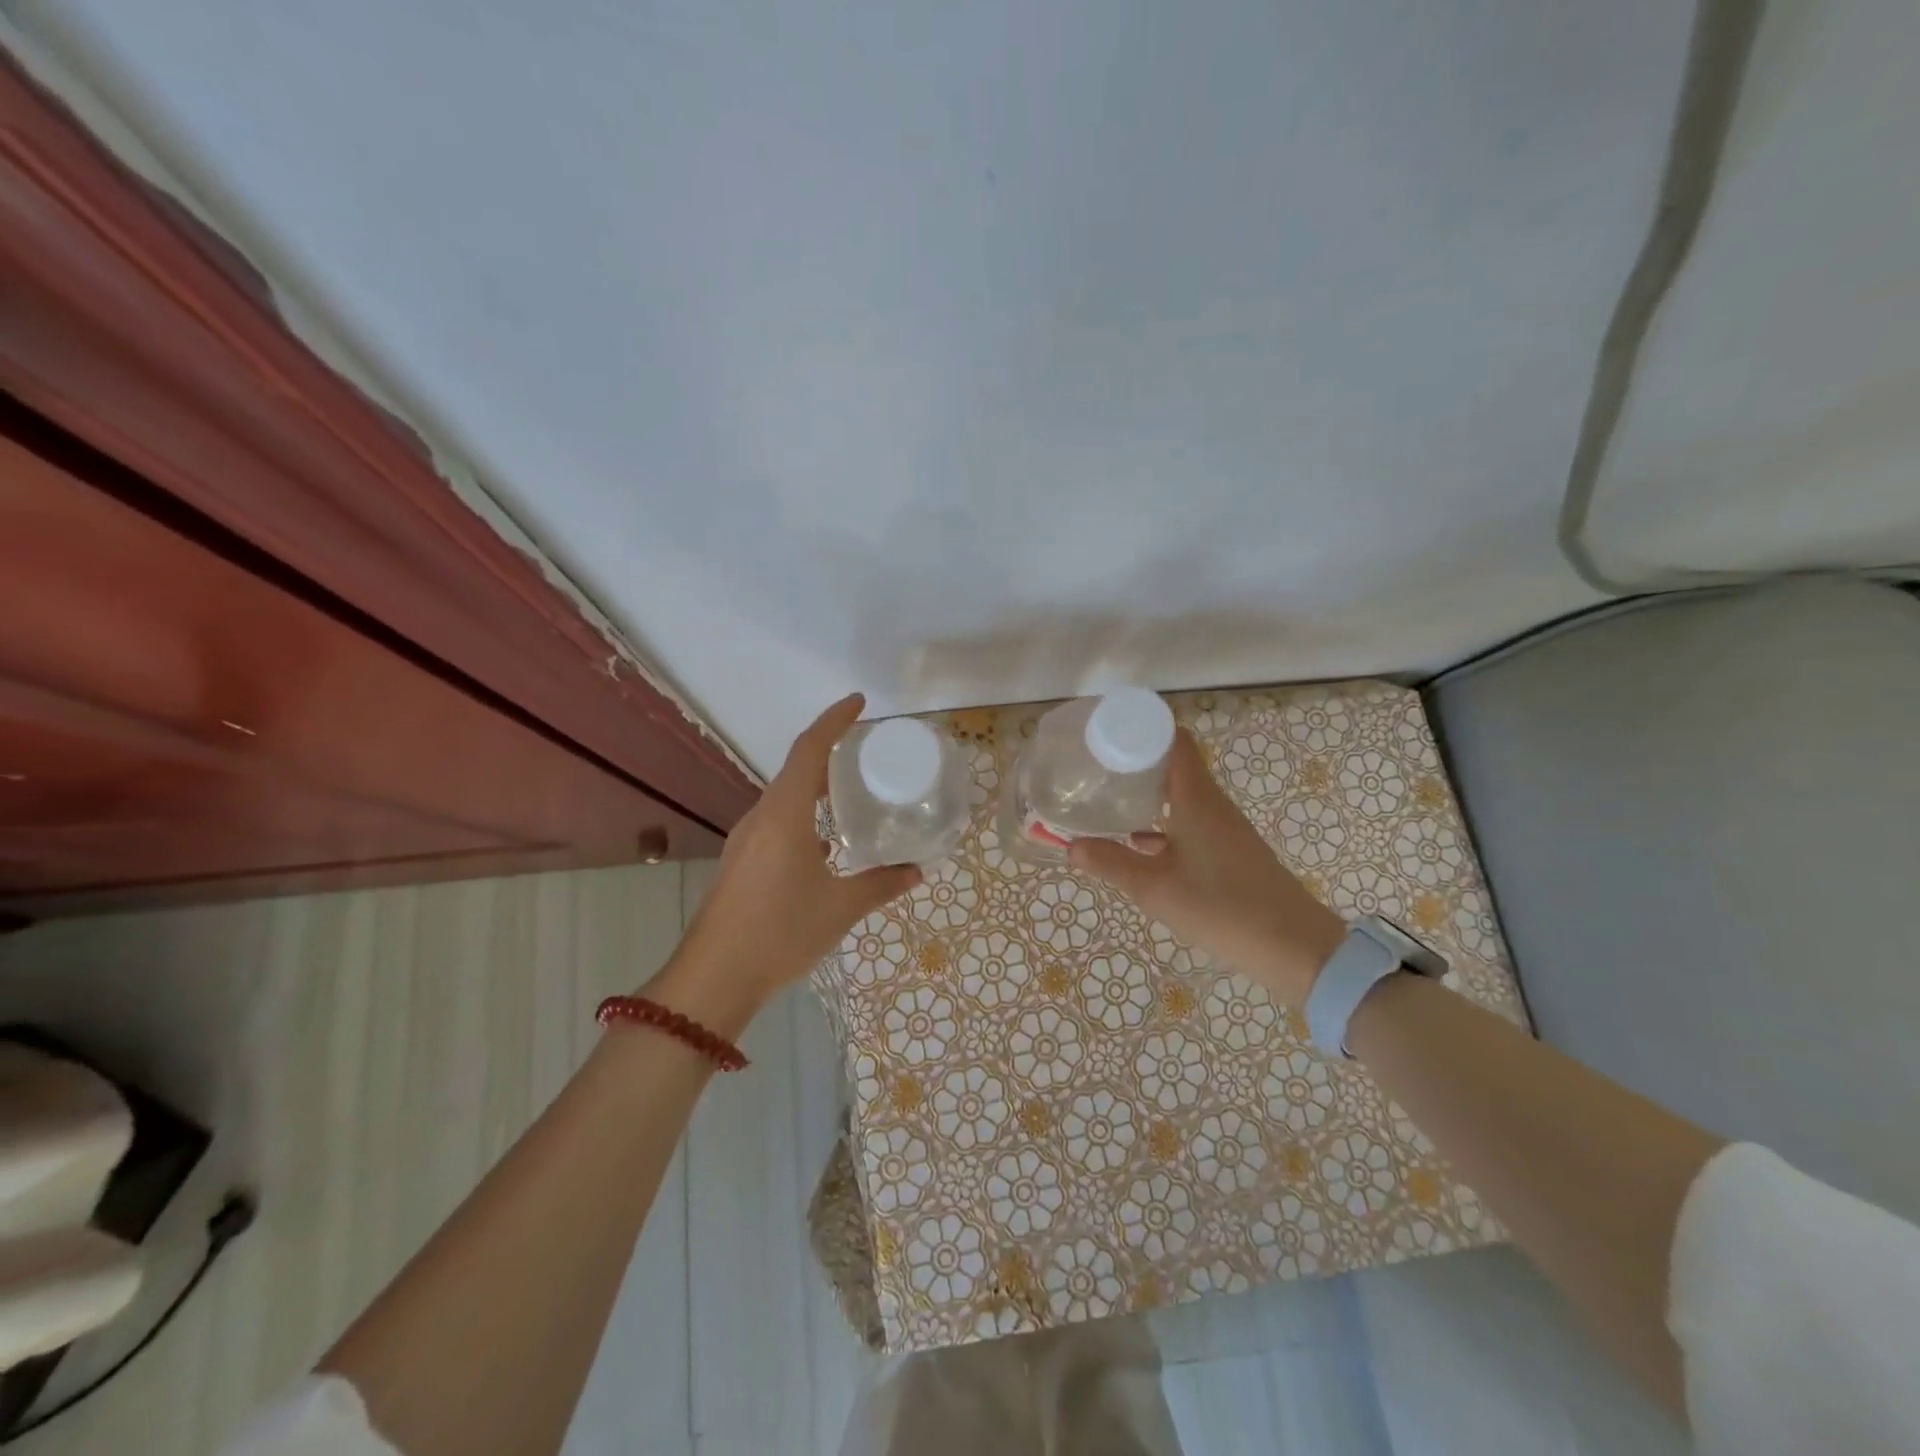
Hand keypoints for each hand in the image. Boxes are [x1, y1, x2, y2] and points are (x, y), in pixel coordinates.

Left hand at [647, 694, 920, 1035]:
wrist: (714, 978)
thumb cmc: (780, 932)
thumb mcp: (840, 908)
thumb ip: (881, 884)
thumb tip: (916, 871)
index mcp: (784, 815)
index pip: (809, 750)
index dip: (834, 721)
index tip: (860, 703)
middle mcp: (762, 818)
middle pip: (797, 770)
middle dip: (830, 752)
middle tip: (867, 752)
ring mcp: (747, 840)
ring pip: (785, 797)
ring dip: (815, 786)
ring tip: (851, 792)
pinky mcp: (742, 862)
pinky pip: (777, 822)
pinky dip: (804, 816)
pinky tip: (826, 843)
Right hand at [1068, 729, 1345, 1006]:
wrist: (1295, 947)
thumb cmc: (1222, 908)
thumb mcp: (1155, 889)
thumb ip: (1111, 864)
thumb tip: (1070, 845)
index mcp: (1196, 799)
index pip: (1174, 741)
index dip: (1142, 728)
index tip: (1107, 730)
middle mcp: (1212, 804)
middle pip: (1173, 765)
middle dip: (1135, 762)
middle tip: (1095, 766)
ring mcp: (1223, 828)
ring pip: (1180, 796)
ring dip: (1147, 794)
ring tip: (1107, 798)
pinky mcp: (1229, 851)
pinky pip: (1189, 822)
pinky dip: (1162, 823)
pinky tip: (1137, 843)